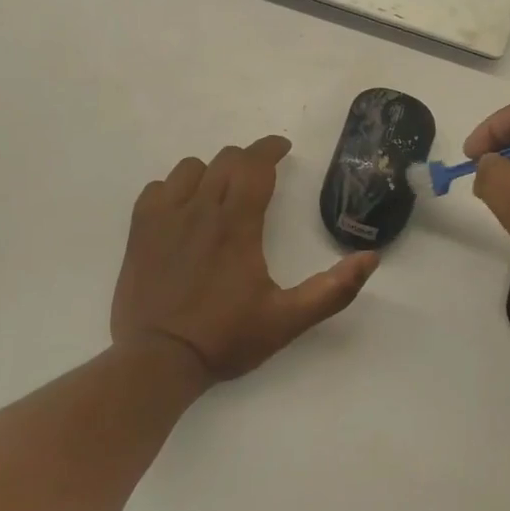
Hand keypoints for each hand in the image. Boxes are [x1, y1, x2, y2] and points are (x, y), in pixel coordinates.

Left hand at [112, 135, 377, 379]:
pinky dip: (175, 188)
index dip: (271, 148)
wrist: (157, 361)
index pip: (255, 164)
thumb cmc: (225, 338)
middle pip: (226, 160)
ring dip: (212, 172)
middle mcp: (200, 209)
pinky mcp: (139, 230)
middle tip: (261, 178)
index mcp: (237, 224)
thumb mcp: (287, 321)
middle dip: (248, 161)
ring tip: (222, 192)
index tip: (283, 149)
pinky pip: (158, 188)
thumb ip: (332, 290)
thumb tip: (370, 258)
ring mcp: (164, 217)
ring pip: (191, 168)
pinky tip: (183, 209)